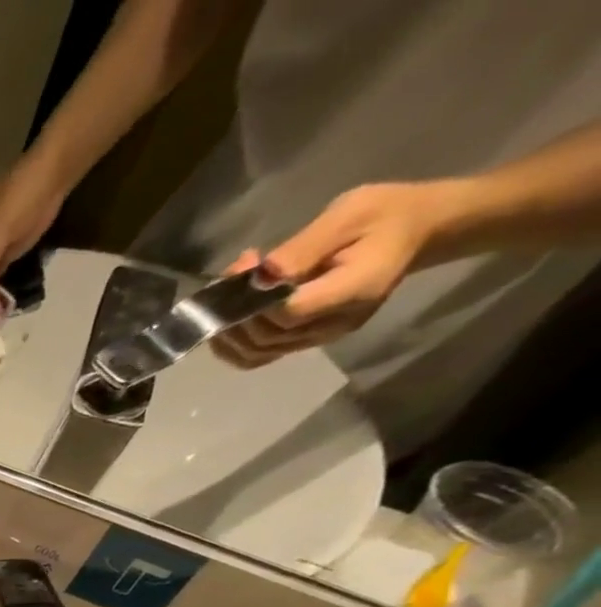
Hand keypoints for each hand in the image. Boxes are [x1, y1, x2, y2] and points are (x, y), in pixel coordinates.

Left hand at [212, 182, 443, 367]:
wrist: (416, 229)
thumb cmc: (386, 214)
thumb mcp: (349, 214)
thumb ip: (302, 249)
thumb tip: (260, 276)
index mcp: (353, 292)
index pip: (288, 314)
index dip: (255, 301)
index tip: (244, 268)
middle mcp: (332, 325)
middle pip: (265, 338)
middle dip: (235, 313)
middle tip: (232, 274)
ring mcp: (318, 338)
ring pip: (255, 353)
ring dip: (229, 330)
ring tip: (228, 293)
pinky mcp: (306, 340)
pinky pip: (259, 354)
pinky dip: (236, 342)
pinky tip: (232, 314)